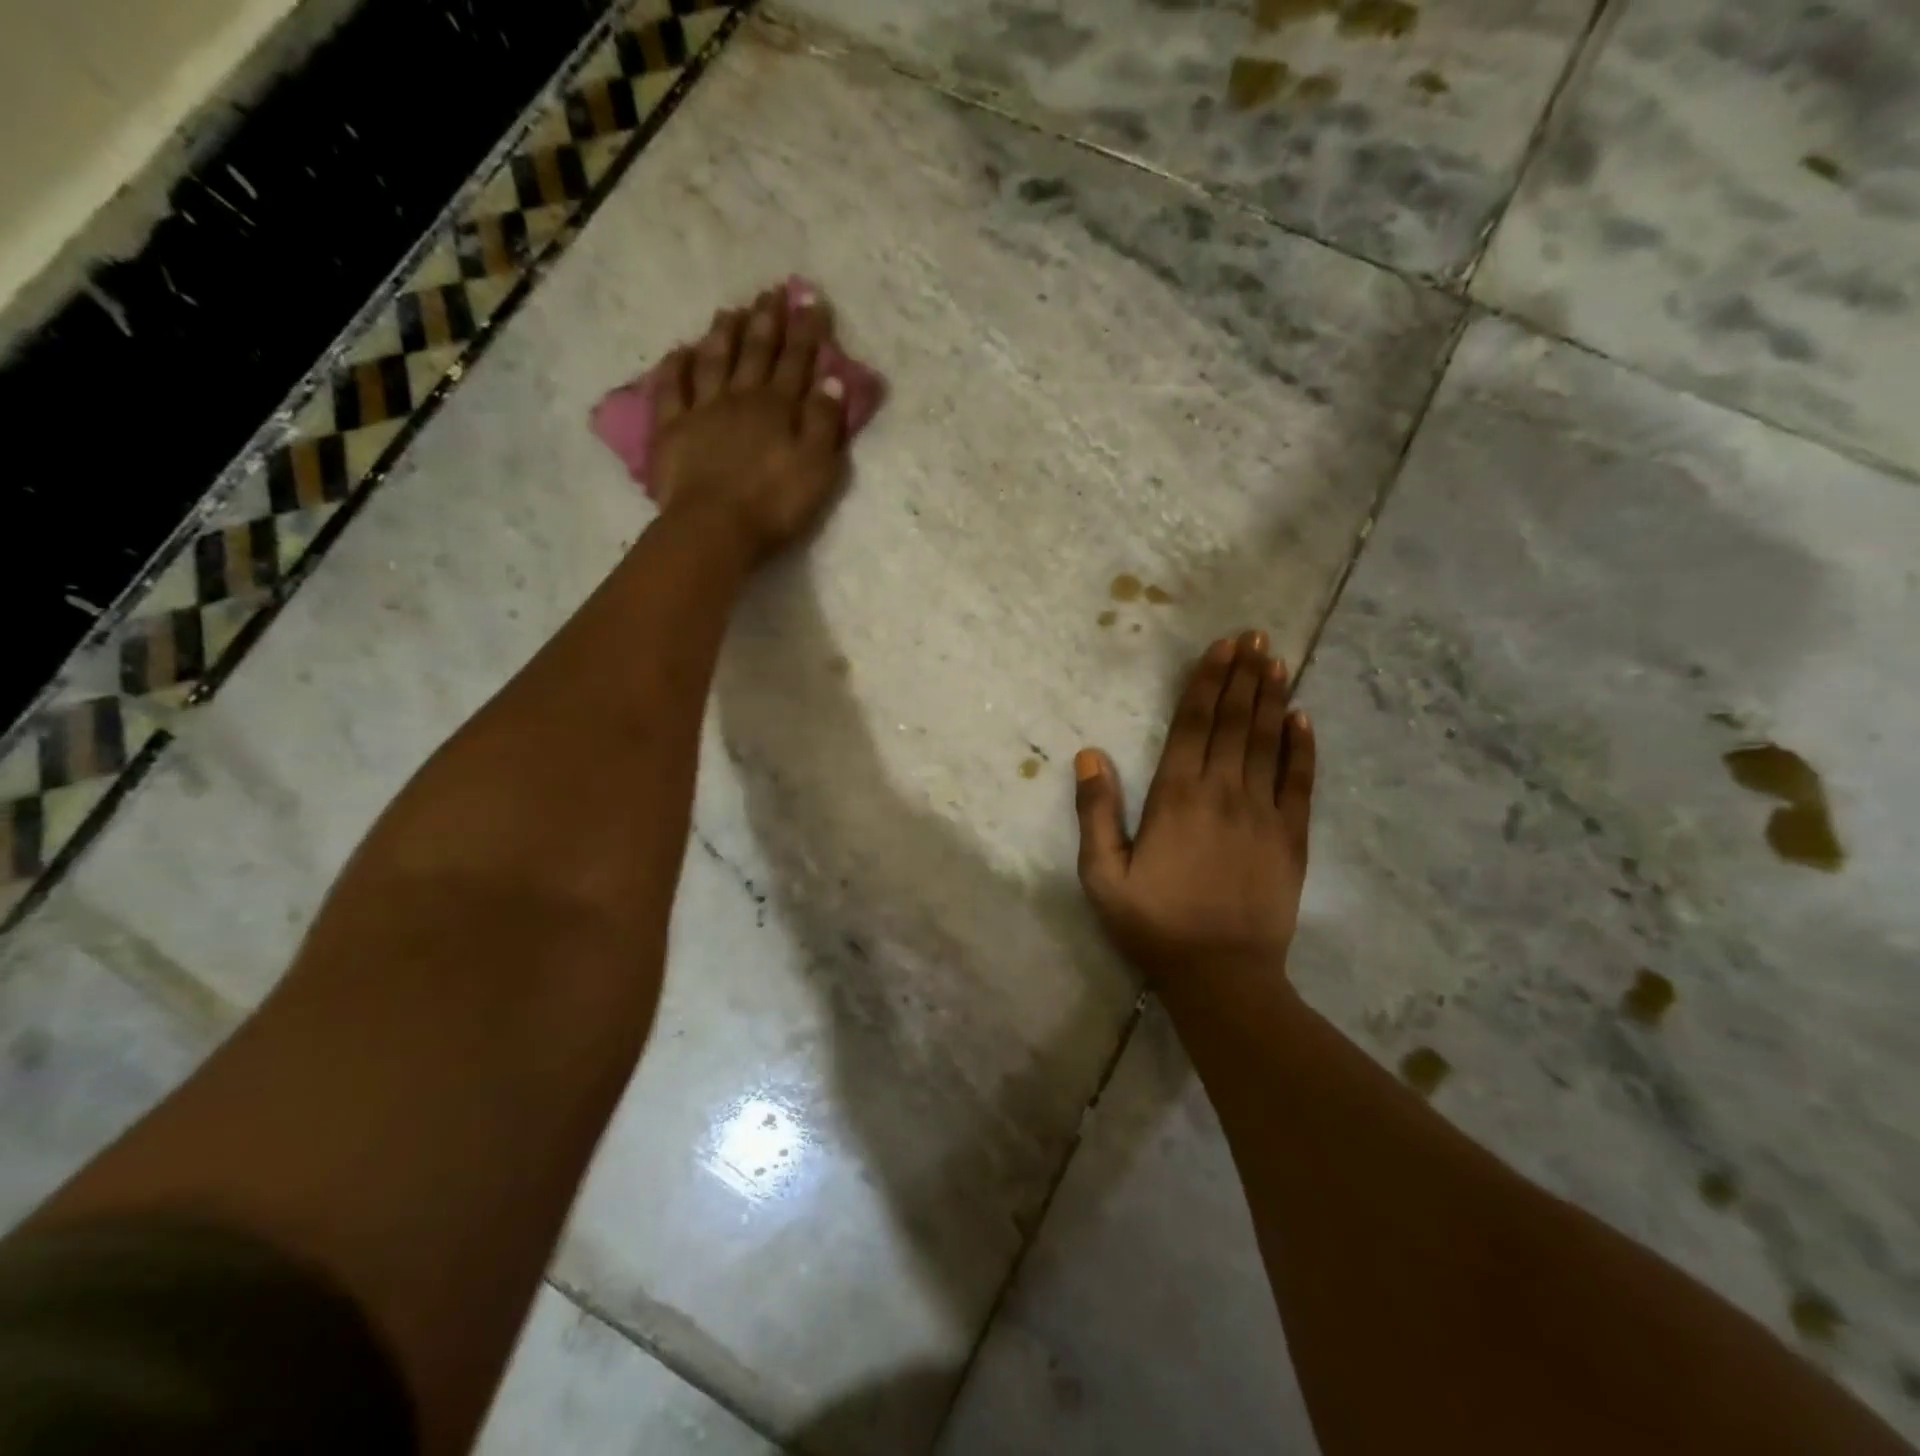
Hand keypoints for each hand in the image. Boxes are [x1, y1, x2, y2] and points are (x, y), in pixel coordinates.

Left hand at [649, 285, 850, 562]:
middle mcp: (740, 397)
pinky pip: (672, 389)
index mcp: (778, 407)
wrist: (715, 527)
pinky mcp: (672, 430)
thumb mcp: (817, 467)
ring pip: (714, 361)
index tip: (811, 299)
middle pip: (755, 352)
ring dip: (723, 334)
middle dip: (766, 321)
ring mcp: (702, 410)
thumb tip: (833, 380)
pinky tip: (680, 351)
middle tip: (771, 292)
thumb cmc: (774, 503)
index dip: (806, 329)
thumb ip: (825, 422)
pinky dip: (676, 367)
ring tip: (730, 311)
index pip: (796, 360)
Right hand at [1074, 631, 1316, 982]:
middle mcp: (1222, 792)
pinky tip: (1303, 718)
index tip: (1221, 647)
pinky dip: (1302, 747)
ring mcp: (1263, 812)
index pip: (1192, 725)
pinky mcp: (1291, 837)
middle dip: (1242, 676)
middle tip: (1255, 636)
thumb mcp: (1103, 876)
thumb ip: (1096, 814)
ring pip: (1267, 742)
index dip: (1206, 682)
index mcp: (1175, 797)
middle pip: (1234, 722)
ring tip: (1276, 660)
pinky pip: (1299, 782)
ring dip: (1271, 698)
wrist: (1222, 976)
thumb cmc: (1154, 925)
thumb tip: (1089, 756)